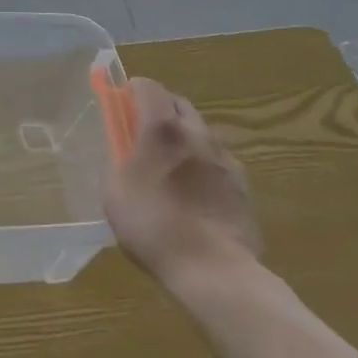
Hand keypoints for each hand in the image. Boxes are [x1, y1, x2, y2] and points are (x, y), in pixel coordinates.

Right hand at [103, 78, 260, 292]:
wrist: (214, 271)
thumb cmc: (154, 227)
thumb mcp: (114, 193)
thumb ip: (117, 161)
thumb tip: (122, 150)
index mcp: (162, 129)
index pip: (148, 86)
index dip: (132, 91)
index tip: (121, 106)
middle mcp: (196, 133)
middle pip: (178, 102)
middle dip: (160, 109)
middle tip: (143, 134)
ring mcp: (224, 158)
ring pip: (200, 131)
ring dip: (183, 137)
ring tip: (171, 168)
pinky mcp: (242, 184)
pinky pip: (217, 160)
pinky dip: (203, 165)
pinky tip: (195, 194)